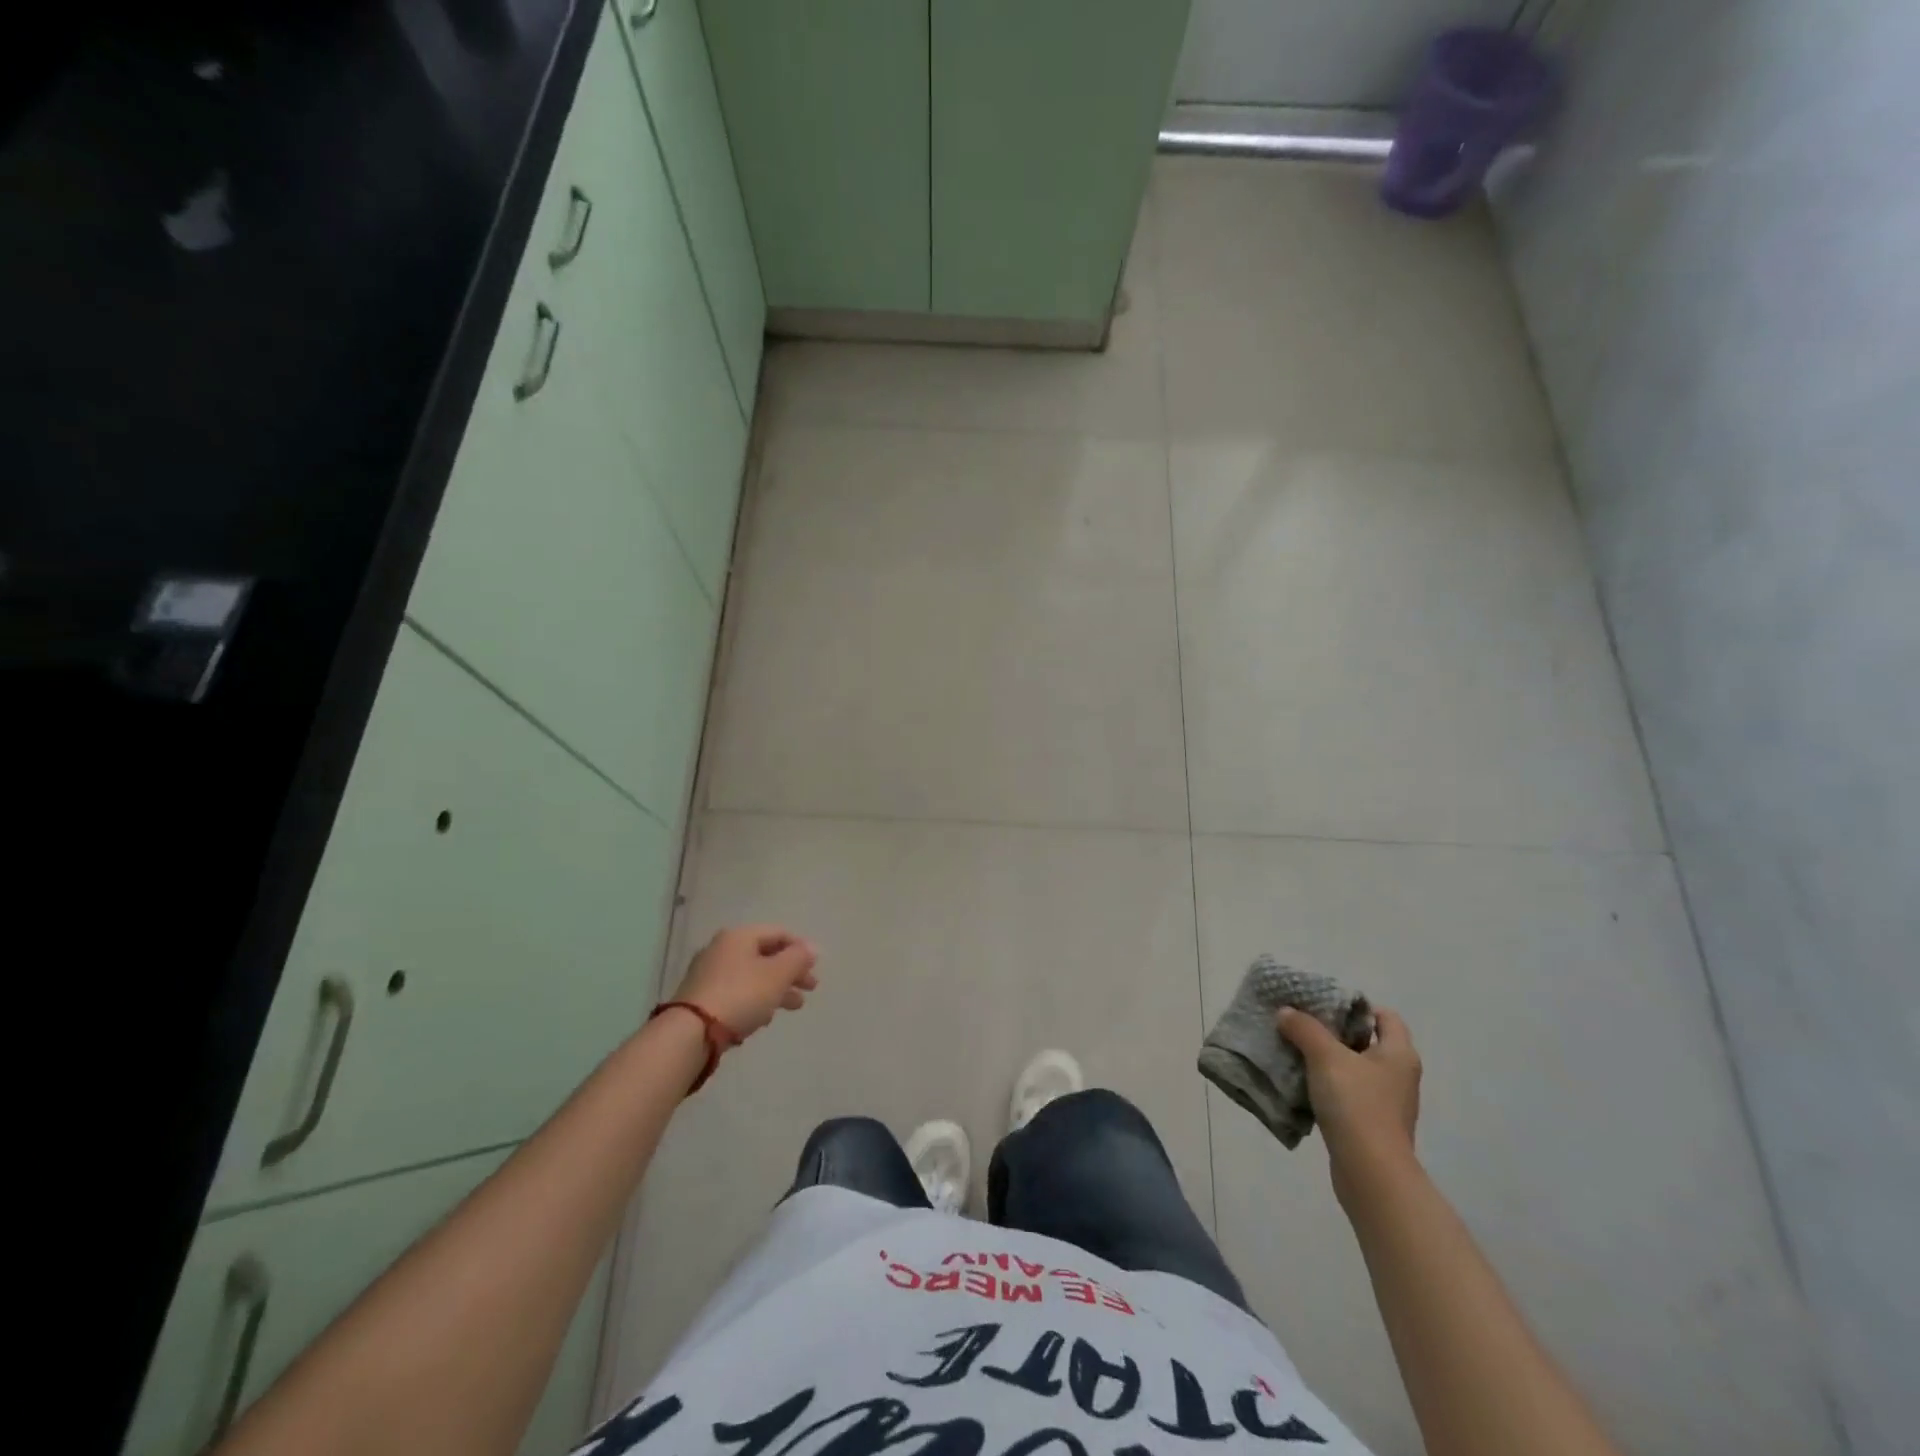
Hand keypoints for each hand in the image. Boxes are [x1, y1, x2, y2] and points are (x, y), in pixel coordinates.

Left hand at [672, 925, 818, 1037]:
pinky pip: (736, 992)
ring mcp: (708, 973)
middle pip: (765, 955)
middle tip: (809, 989)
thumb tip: (812, 947)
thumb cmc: (741, 995)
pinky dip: (755, 1000)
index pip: (778, 933)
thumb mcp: (778, 974)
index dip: (800, 948)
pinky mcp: (701, 997)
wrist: (692, 1032)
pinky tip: (763, 1018)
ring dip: (775, 989)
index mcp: (740, 936)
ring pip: (752, 976)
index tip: (815, 968)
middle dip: (790, 972)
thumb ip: (798, 958)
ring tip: (792, 1007)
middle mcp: (722, 949)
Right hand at [1278, 1005, 1421, 1196]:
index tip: (1324, 1005)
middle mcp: (1399, 1075)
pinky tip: (1303, 1085)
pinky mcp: (1372, 1125)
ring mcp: (1387, 1103)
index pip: (1385, 1016)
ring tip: (1296, 1052)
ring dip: (1328, 1061)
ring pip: (1355, 1069)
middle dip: (1334, 1032)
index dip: (1357, 1006)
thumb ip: (1304, 1029)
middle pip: (1367, 1041)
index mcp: (1399, 1053)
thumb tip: (1286, 1012)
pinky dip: (1328, 1087)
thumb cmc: (1356, 1104)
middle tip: (1302, 1024)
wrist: (1370, 1172)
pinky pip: (1348, 1094)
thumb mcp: (1325, 1057)